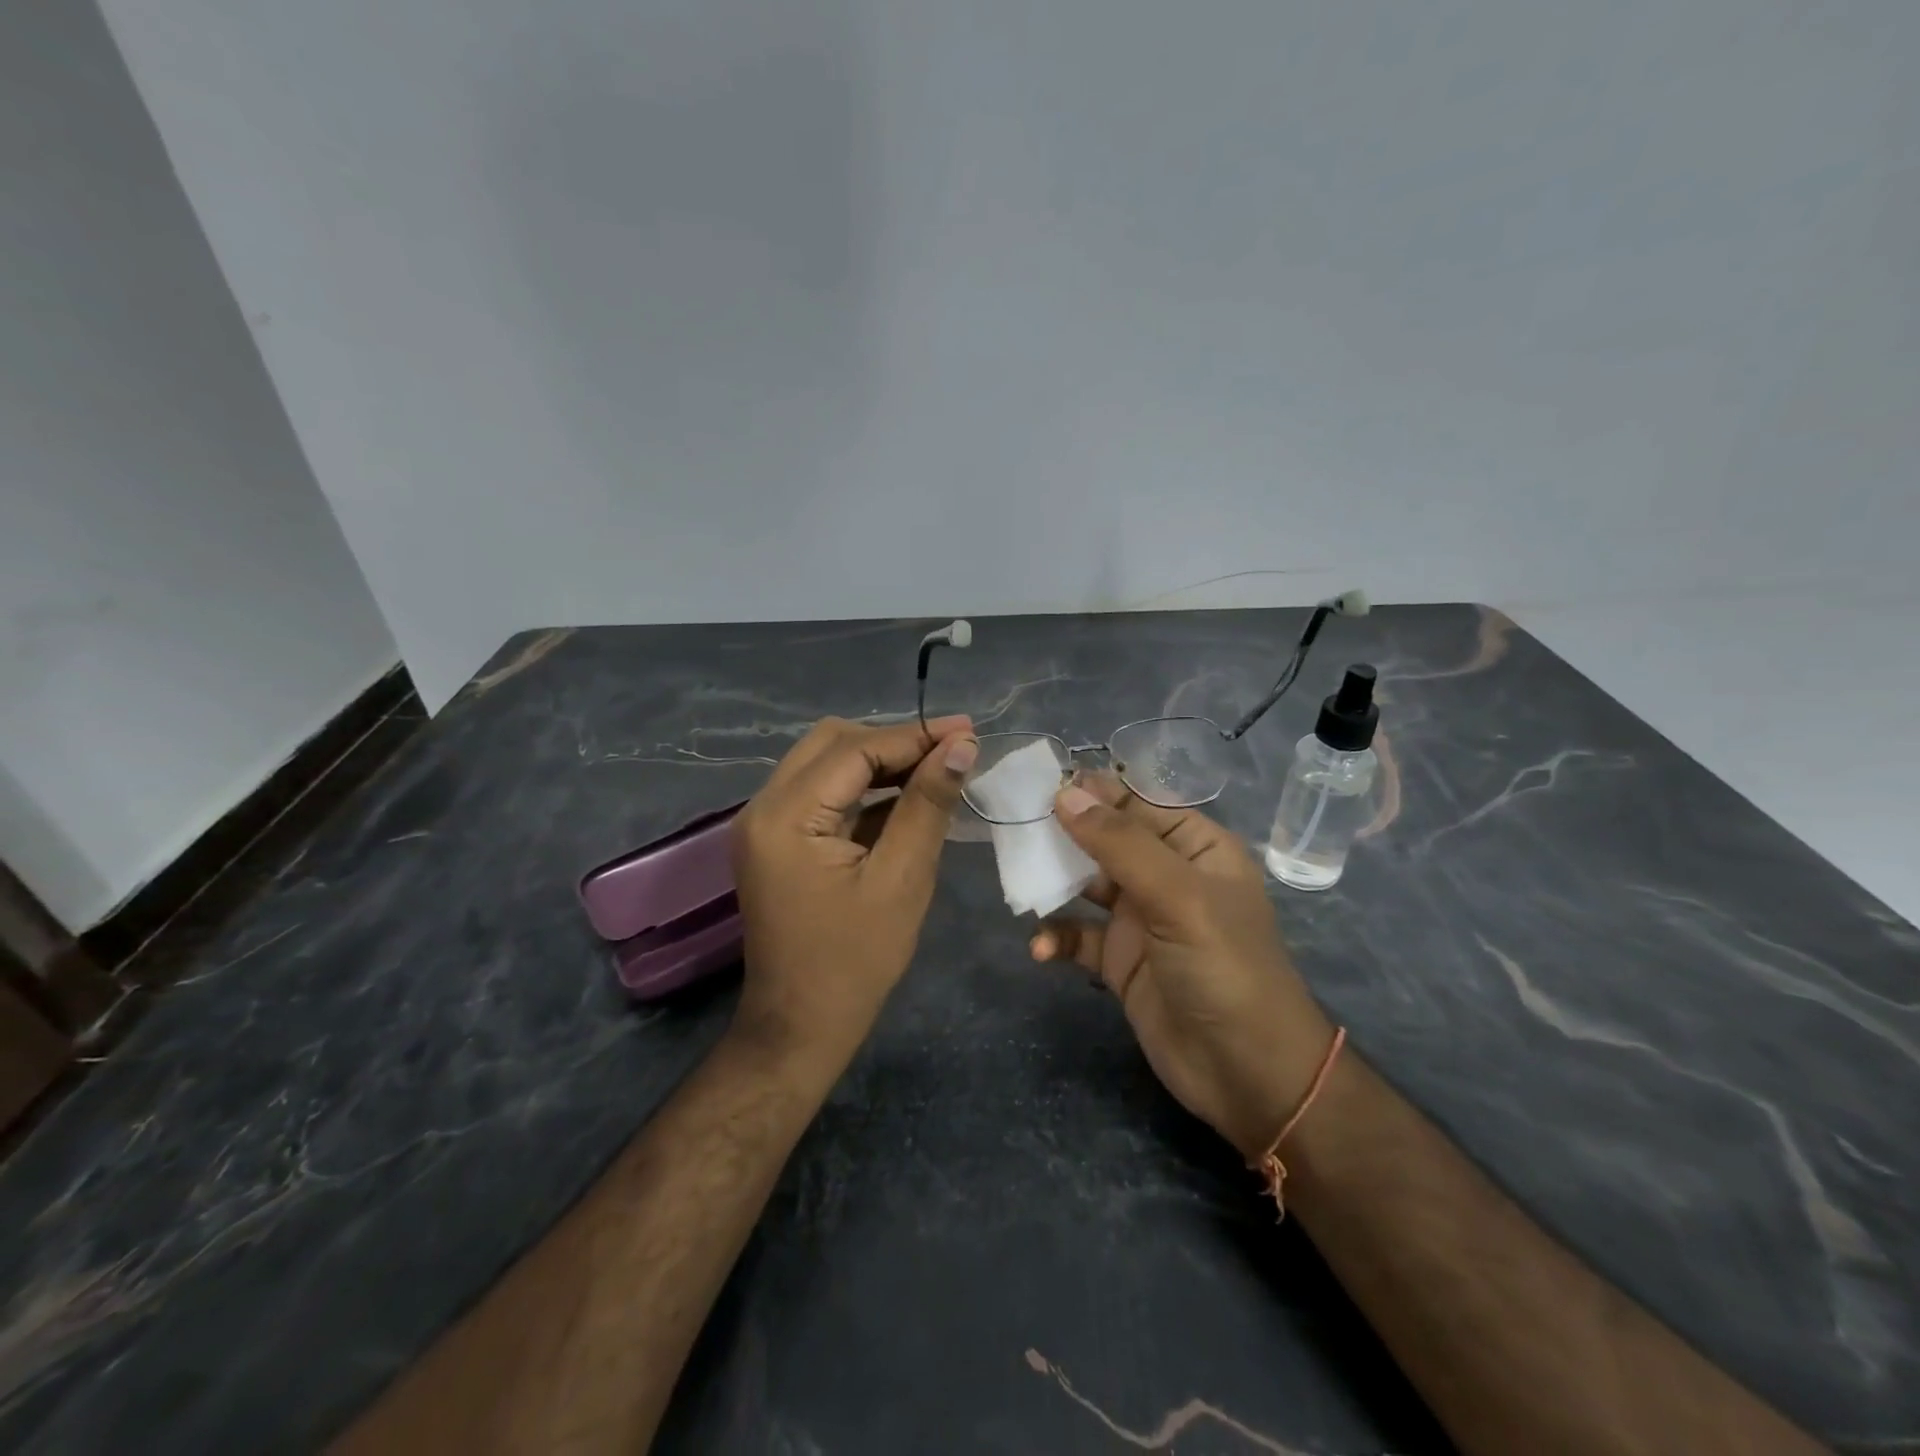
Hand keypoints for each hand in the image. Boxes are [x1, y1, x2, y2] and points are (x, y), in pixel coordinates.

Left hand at [730, 714, 976, 1071]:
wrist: (800, 1026)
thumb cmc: (856, 961)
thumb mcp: (902, 879)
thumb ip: (928, 804)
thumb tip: (961, 745)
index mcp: (786, 817)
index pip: (855, 748)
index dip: (915, 735)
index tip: (969, 729)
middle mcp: (763, 807)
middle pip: (831, 743)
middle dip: (894, 741)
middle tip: (950, 753)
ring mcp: (764, 823)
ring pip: (825, 763)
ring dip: (879, 761)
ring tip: (936, 770)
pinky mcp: (776, 840)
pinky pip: (821, 793)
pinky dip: (862, 787)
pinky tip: (904, 797)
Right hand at [1030, 777, 1336, 1161]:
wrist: (1248, 1075)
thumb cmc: (1224, 968)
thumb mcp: (1179, 896)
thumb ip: (1121, 844)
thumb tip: (1066, 793)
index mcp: (1195, 848)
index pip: (1138, 803)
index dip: (1093, 790)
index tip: (1039, 783)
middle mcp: (1166, 876)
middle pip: (1106, 840)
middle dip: (1063, 833)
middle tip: (1015, 827)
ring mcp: (1141, 919)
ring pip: (1085, 884)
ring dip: (1053, 883)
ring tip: (1020, 882)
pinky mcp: (1120, 961)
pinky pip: (1078, 935)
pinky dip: (1057, 937)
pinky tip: (1041, 949)